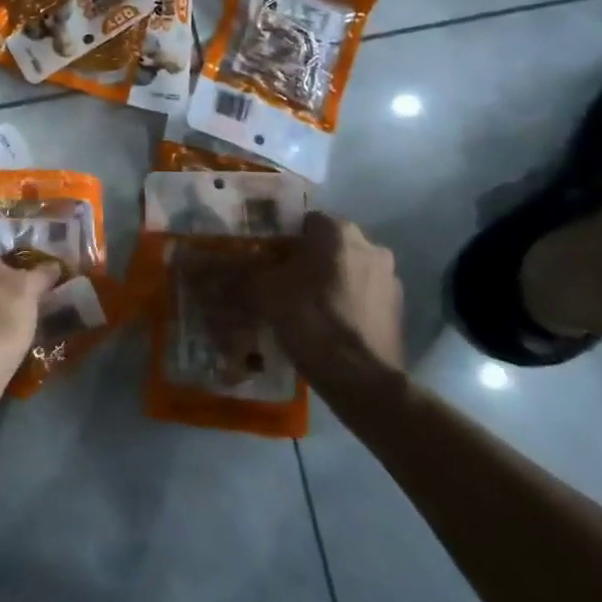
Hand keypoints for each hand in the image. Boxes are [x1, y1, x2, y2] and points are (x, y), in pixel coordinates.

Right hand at [246, 213, 403, 378]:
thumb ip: (239, 275)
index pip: (303, 221)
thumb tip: (203, 269)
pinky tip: (325, 326)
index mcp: (339, 232)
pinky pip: (363, 296)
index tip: (265, 258)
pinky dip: (346, 304)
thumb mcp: (264, 293)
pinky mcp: (398, 310)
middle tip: (280, 282)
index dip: (281, 239)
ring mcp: (390, 279)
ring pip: (347, 271)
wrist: (361, 379)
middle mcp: (371, 246)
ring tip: (302, 307)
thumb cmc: (311, 320)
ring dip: (328, 282)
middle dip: (306, 260)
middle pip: (327, 246)